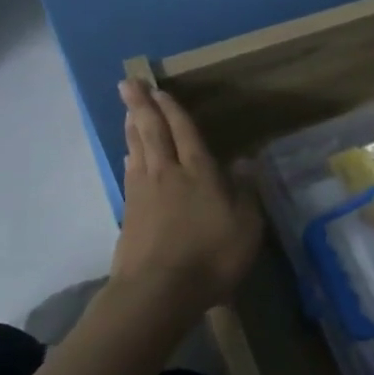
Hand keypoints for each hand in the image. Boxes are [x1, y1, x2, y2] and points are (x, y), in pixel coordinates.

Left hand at [111, 79, 263, 312]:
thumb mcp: (246, 226)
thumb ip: (245, 192)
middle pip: (152, 132)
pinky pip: (129, 173)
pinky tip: (128, 155)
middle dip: (141, 106)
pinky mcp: (128, 214)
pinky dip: (129, 157)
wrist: (157, 292)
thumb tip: (244, 161)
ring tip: (127, 110)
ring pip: (137, 149)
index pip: (185, 132)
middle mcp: (168, 174)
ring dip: (132, 127)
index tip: (160, 90)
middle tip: (128, 82)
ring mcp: (143, 193)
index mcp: (199, 172)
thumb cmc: (211, 257)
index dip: (173, 110)